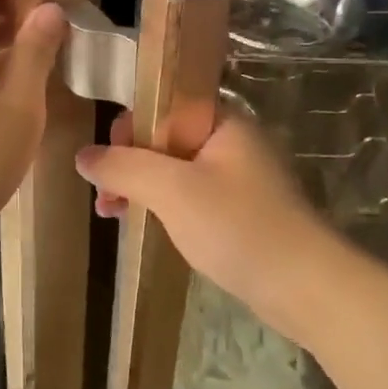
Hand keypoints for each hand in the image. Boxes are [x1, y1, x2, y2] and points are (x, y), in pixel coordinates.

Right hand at [74, 112, 342, 344]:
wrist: (304, 285)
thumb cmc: (237, 226)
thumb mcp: (172, 190)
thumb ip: (125, 167)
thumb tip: (83, 155)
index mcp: (222, 121)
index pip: (165, 103)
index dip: (130, 126)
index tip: (107, 159)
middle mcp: (231, 142)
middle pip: (167, 137)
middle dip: (130, 162)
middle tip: (105, 197)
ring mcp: (237, 178)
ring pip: (176, 170)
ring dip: (142, 187)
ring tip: (112, 214)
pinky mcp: (239, 211)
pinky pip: (190, 197)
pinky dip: (164, 206)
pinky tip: (143, 225)